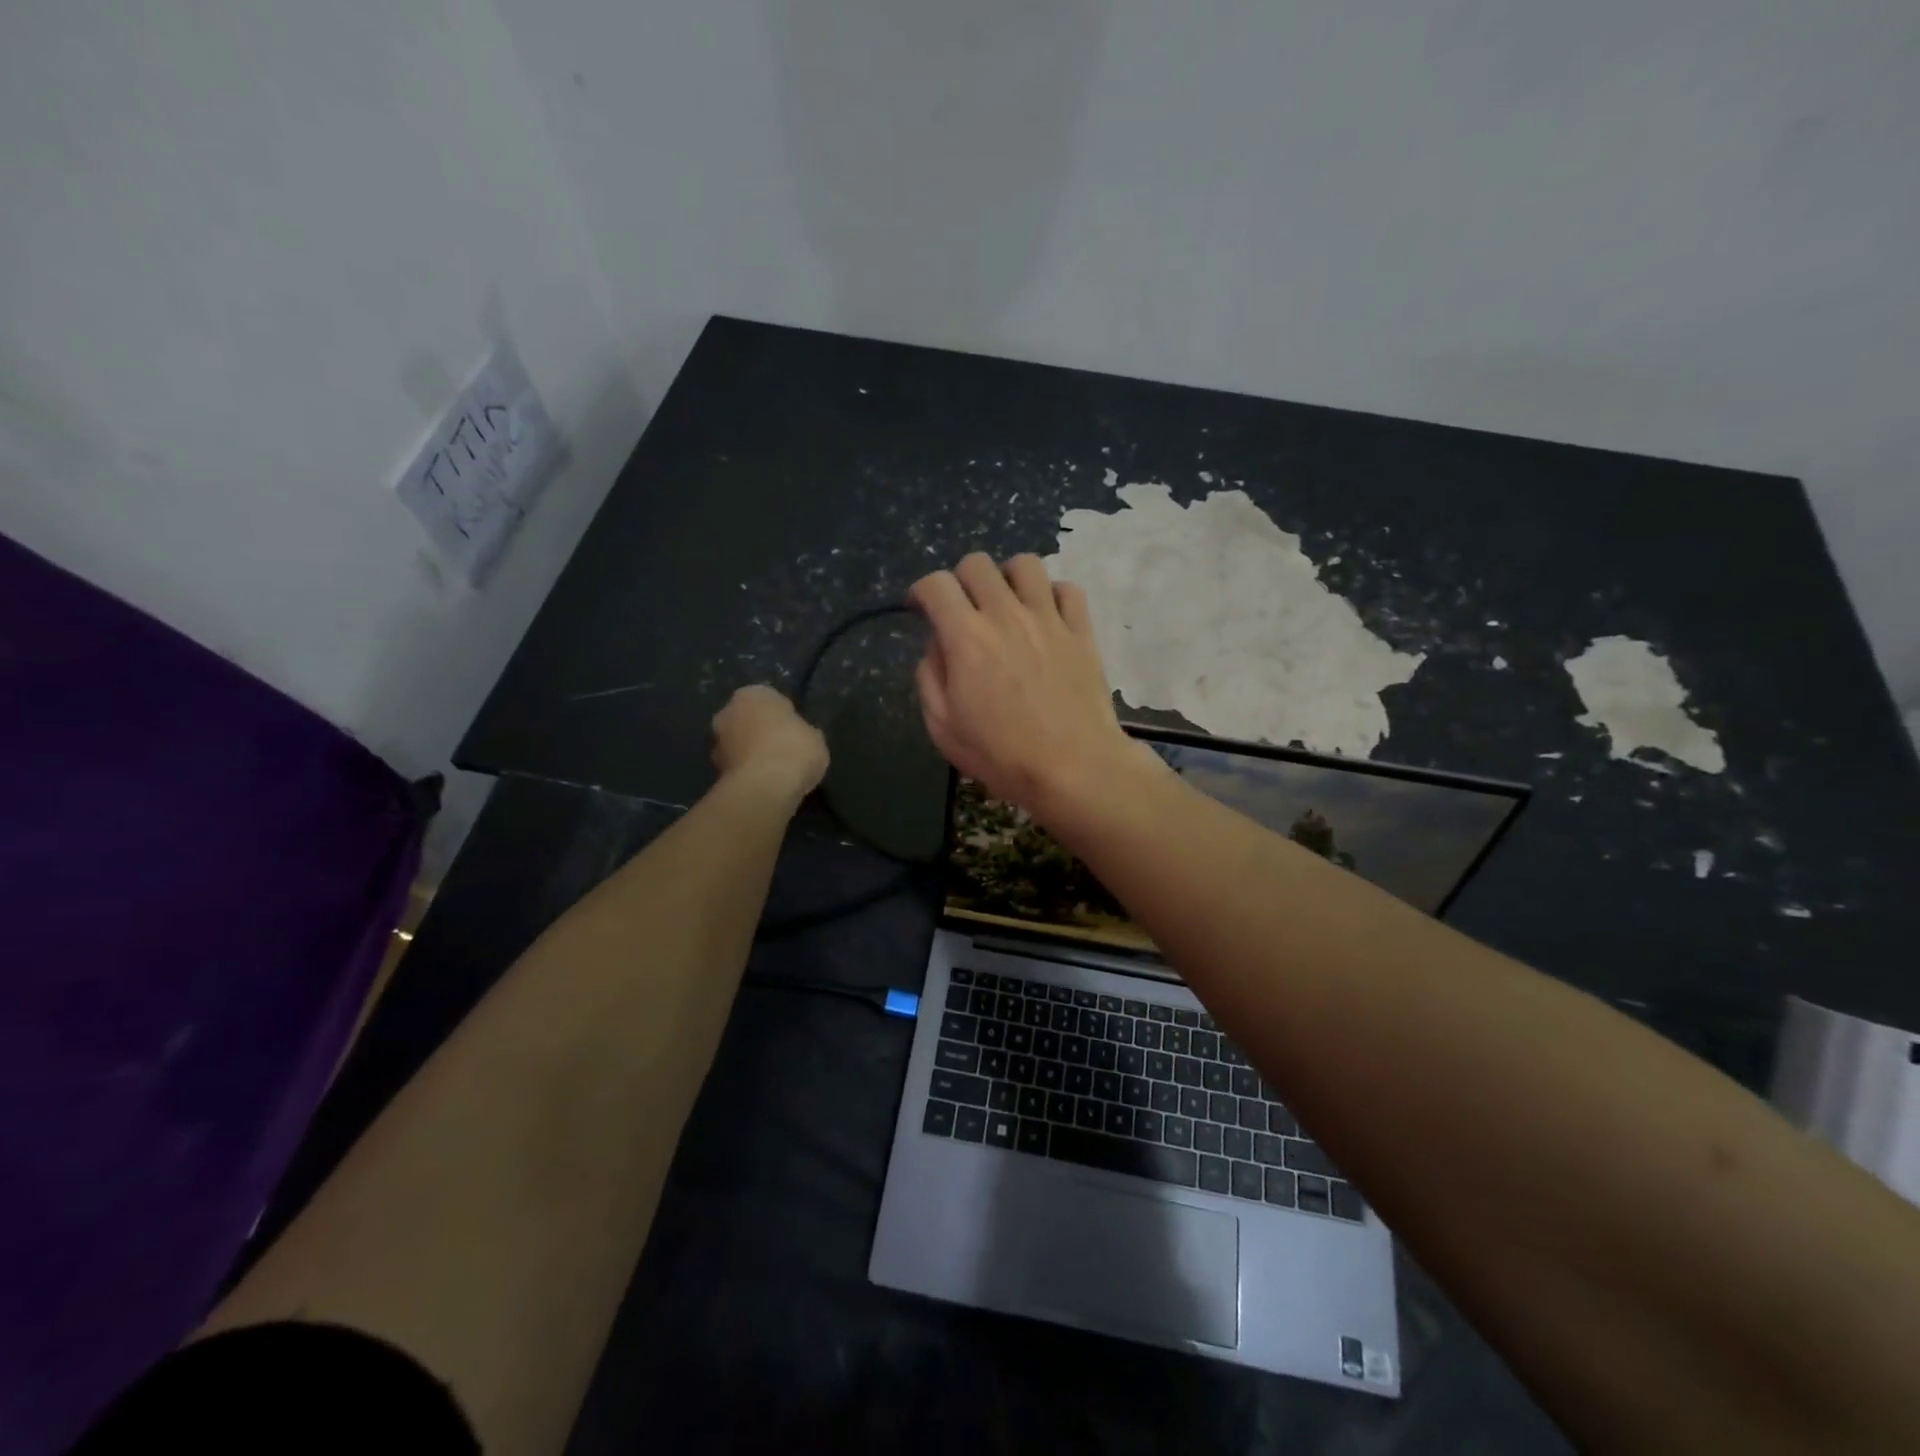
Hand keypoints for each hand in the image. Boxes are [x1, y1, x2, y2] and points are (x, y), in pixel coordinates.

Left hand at [711, 685, 828, 806]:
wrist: (766, 787)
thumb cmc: (794, 749)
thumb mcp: (815, 737)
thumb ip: (802, 732)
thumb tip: (800, 736)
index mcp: (753, 694)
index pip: (770, 700)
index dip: (783, 717)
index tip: (794, 732)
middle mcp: (728, 712)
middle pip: (747, 721)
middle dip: (760, 733)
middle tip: (782, 750)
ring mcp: (716, 742)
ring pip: (738, 744)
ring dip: (750, 754)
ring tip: (774, 772)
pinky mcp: (715, 770)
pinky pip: (736, 767)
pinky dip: (747, 773)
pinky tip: (765, 784)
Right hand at [909, 553, 1148, 814]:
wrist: (1073, 767)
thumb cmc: (1001, 754)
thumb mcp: (943, 727)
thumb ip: (929, 677)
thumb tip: (938, 646)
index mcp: (966, 637)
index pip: (935, 585)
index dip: (921, 591)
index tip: (920, 608)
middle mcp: (1006, 615)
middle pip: (977, 564)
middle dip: (960, 580)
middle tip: (962, 609)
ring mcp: (1048, 619)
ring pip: (1025, 564)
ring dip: (1007, 577)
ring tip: (1006, 604)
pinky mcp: (1081, 630)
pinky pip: (1068, 589)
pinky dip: (1052, 595)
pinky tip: (1045, 617)